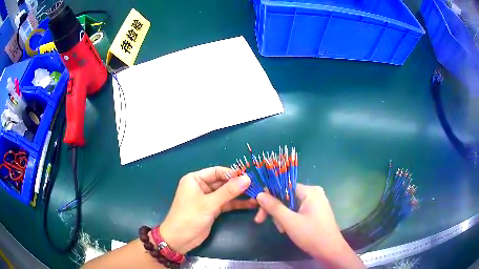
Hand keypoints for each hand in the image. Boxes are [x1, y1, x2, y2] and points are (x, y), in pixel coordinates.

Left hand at [159, 167, 256, 254]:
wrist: (180, 239)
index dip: (232, 174)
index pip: (216, 171)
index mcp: (195, 179)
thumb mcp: (209, 203)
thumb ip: (229, 191)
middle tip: (256, 187)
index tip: (249, 177)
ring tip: (257, 196)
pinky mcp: (212, 209)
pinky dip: (237, 204)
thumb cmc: (190, 217)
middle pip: (223, 182)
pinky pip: (226, 203)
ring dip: (240, 195)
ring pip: (226, 193)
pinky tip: (250, 204)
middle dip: (238, 185)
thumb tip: (247, 178)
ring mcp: (207, 198)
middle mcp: (201, 186)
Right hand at [254, 184, 363, 267]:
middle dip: (275, 211)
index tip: (257, 208)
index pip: (284, 187)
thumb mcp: (289, 221)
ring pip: (290, 206)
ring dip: (282, 217)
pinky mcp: (315, 212)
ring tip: (282, 230)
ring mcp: (316, 203)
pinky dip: (290, 219)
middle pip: (286, 197)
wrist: (330, 250)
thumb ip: (274, 207)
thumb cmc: (311, 234)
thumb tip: (259, 194)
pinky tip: (287, 229)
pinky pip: (297, 211)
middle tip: (261, 221)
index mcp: (310, 191)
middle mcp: (314, 193)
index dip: (269, 197)